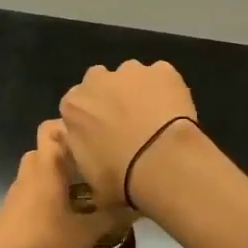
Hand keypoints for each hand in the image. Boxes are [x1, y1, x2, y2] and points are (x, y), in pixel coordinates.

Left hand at [0, 121, 131, 247]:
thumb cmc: (42, 241)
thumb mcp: (84, 233)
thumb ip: (111, 218)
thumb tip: (138, 205)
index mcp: (47, 165)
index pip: (52, 127)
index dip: (69, 125)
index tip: (93, 135)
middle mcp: (31, 170)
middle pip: (47, 147)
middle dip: (68, 153)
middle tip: (93, 165)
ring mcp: (18, 190)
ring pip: (40, 170)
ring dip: (58, 175)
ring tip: (84, 190)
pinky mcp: (12, 209)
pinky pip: (33, 190)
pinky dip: (48, 194)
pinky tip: (65, 214)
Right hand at [59, 60, 197, 208]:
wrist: (161, 162)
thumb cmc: (119, 177)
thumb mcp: (88, 176)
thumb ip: (82, 154)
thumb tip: (89, 151)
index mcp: (73, 105)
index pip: (76, 106)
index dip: (91, 120)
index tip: (104, 136)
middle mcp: (97, 79)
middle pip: (101, 83)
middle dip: (111, 98)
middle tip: (129, 124)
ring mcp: (131, 70)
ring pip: (132, 76)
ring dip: (139, 91)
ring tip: (155, 120)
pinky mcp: (162, 70)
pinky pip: (162, 77)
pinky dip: (167, 90)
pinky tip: (174, 112)